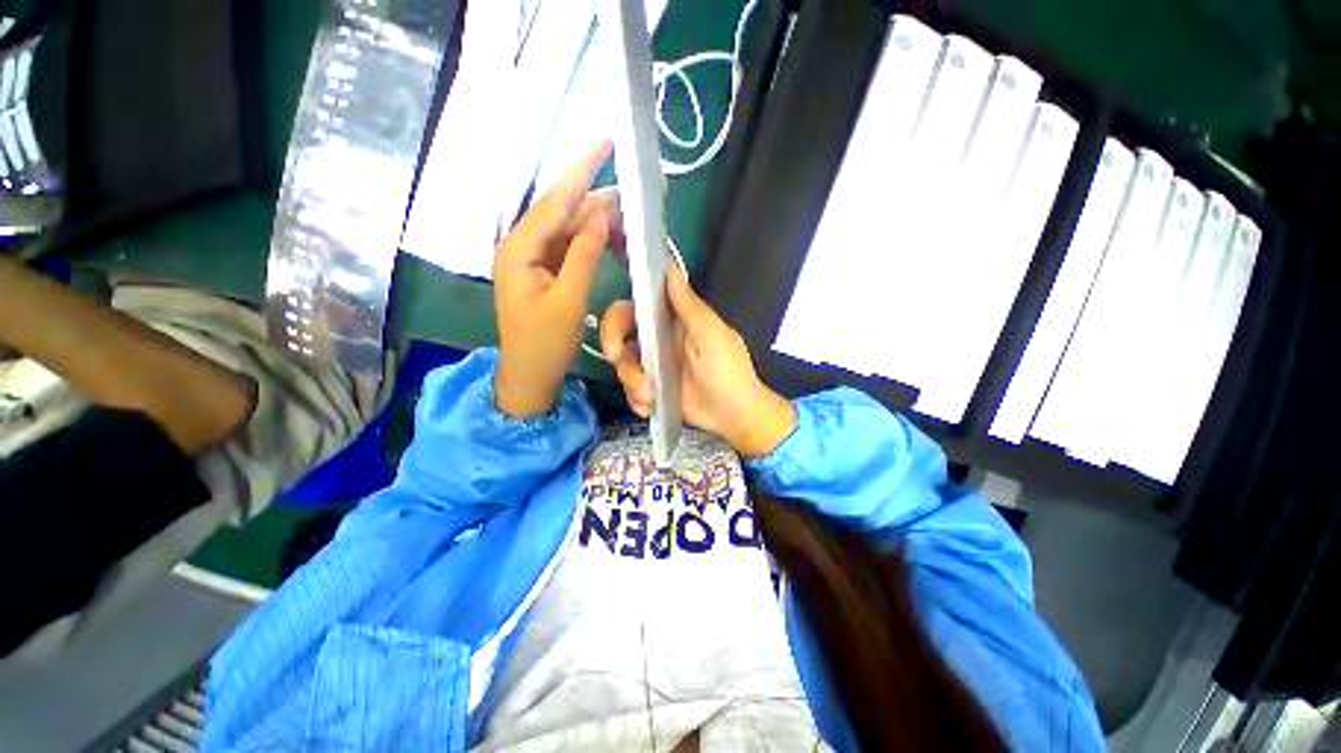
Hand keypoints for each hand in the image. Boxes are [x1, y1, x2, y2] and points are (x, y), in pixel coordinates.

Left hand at [493, 141, 620, 417]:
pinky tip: (610, 235)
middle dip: (595, 196)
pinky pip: (569, 246)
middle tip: (630, 188)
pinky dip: (590, 240)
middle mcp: (522, 246)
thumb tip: (601, 216)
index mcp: (519, 248)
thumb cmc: (544, 343)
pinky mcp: (544, 272)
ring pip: (567, 227)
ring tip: (628, 211)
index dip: (581, 170)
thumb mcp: (568, 300)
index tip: (606, 142)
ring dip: (596, 219)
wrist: (529, 376)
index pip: (554, 200)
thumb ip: (583, 255)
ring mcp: (533, 259)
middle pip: (561, 210)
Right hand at [600, 266, 796, 456]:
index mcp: (672, 320)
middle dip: (614, 346)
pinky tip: (651, 407)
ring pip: (623, 366)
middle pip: (620, 334)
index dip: (619, 315)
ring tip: (650, 396)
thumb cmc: (728, 370)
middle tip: (616, 358)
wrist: (733, 414)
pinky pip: (631, 390)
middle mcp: (658, 339)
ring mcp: (654, 366)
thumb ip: (688, 304)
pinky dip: (637, 400)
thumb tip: (671, 266)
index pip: (636, 306)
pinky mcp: (653, 389)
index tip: (614, 333)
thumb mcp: (710, 334)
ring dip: (632, 381)